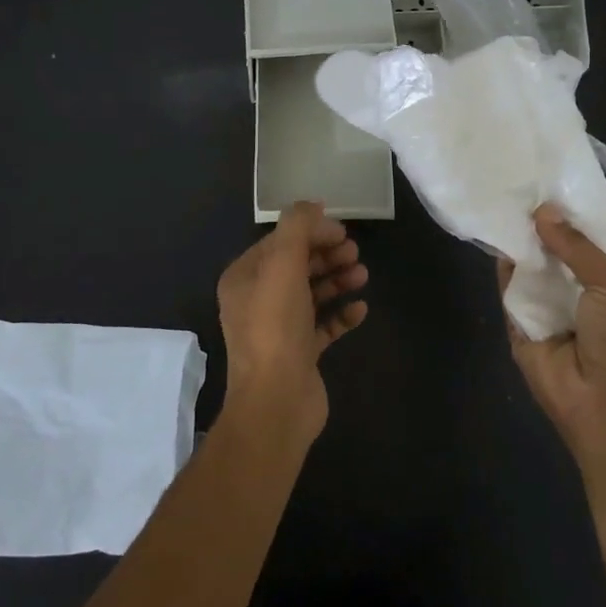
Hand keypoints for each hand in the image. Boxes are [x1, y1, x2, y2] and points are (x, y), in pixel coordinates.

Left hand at [217, 201, 367, 445]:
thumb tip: (312, 205)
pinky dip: (341, 314)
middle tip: (354, 252)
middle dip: (325, 254)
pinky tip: (360, 309)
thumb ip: (297, 227)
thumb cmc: (276, 326)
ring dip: (336, 280)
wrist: (277, 401)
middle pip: (296, 266)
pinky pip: (323, 326)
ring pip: (311, 294)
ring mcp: (278, 330)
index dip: (310, 232)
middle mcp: (257, 301)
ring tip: (361, 275)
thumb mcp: (283, 264)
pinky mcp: (300, 354)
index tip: (342, 231)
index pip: (278, 242)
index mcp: (244, 279)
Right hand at [500, 206, 605, 551]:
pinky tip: (488, 233)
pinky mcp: (516, 325)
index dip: (568, 214)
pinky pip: (507, 291)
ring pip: (527, 266)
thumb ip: (577, 247)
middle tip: (514, 179)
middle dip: (537, 223)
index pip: (584, 241)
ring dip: (516, 240)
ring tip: (495, 195)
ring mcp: (544, 308)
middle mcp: (574, 291)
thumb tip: (542, 211)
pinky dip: (499, 267)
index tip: (546, 177)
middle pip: (551, 250)